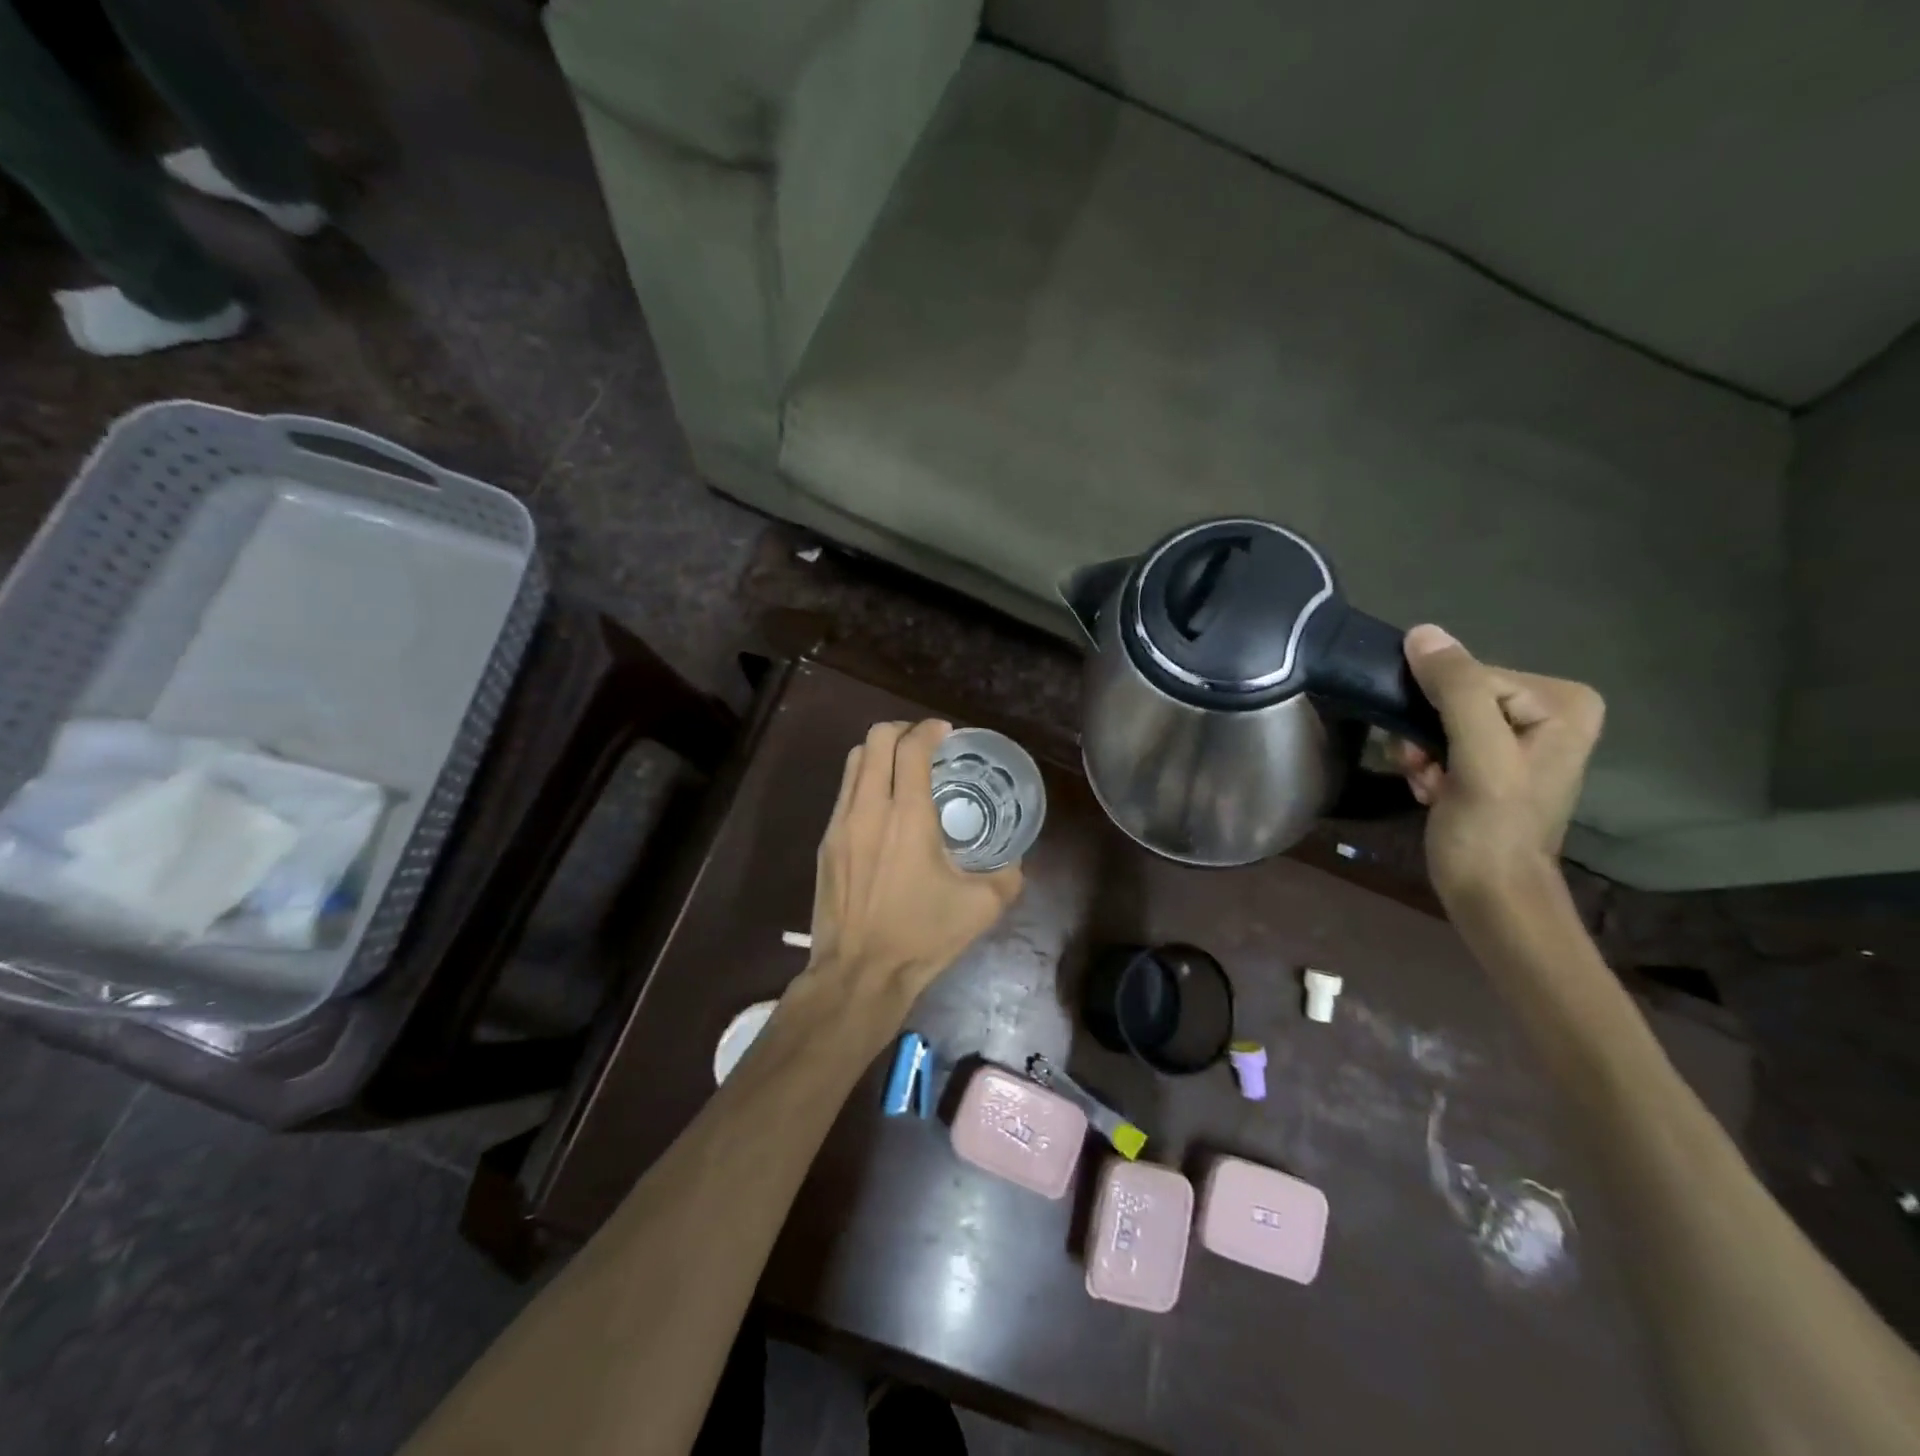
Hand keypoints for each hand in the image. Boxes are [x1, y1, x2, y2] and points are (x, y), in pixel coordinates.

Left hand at [800, 720, 1022, 1037]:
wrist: (859, 973)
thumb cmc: (922, 936)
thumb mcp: (982, 907)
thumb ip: (1007, 874)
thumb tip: (1014, 859)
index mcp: (908, 815)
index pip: (911, 747)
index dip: (930, 729)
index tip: (946, 732)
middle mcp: (869, 808)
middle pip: (875, 739)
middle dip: (902, 731)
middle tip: (925, 745)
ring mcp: (840, 824)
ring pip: (852, 761)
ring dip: (879, 753)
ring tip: (902, 769)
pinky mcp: (826, 843)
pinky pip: (844, 793)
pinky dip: (864, 781)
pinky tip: (883, 809)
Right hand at [1396, 625, 1604, 906]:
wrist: (1490, 896)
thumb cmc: (1491, 830)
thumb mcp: (1478, 756)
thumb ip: (1458, 690)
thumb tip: (1422, 632)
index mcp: (1562, 701)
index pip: (1470, 675)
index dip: (1436, 710)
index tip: (1430, 755)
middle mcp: (1549, 710)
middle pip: (1454, 695)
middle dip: (1426, 733)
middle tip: (1426, 771)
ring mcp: (1521, 735)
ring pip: (1439, 718)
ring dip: (1420, 752)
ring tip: (1430, 786)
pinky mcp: (1494, 758)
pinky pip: (1442, 738)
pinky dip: (1426, 764)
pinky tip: (1432, 791)